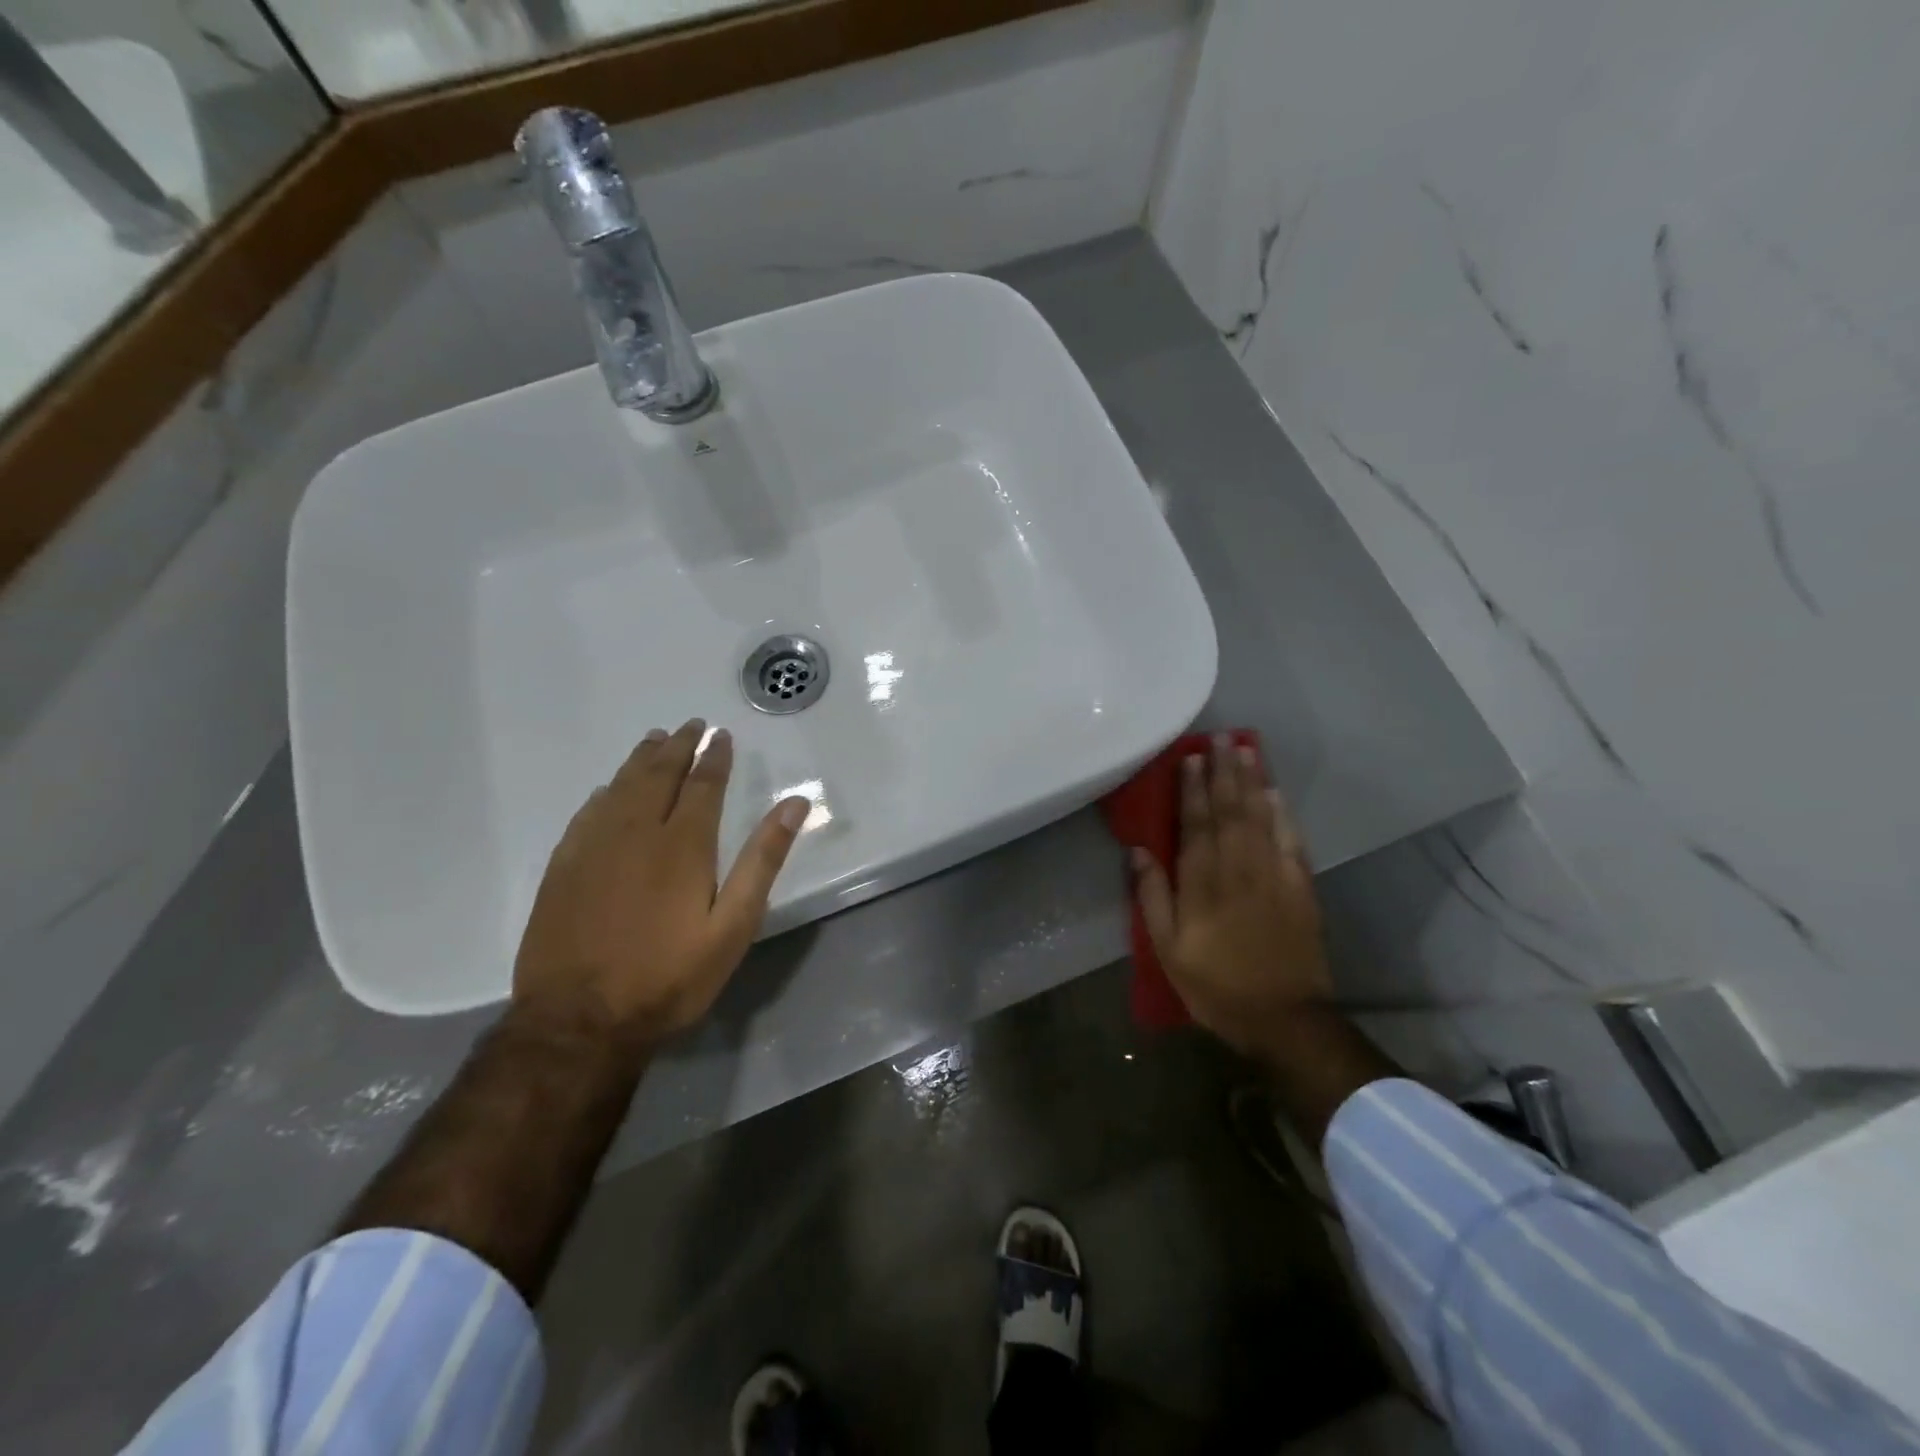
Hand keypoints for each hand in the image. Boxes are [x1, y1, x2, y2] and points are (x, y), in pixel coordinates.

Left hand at [512, 719, 809, 1050]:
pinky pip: (587, 814)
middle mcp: (637, 832)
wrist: (579, 1021)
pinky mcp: (563, 868)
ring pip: (620, 787)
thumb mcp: (733, 926)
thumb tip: (794, 805)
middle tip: (690, 725)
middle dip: (678, 746)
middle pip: (659, 775)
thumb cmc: (669, 976)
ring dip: (640, 760)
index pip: (702, 784)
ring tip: (654, 739)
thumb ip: (763, 861)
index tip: (720, 735)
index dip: (714, 757)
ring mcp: (594, 847)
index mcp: (683, 844)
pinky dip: (604, 793)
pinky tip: (607, 789)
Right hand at [1132, 736, 1334, 1058]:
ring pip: (1261, 817)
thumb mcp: (1168, 949)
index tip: (1189, 758)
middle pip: (1230, 810)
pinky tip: (1275, 793)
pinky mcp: (1300, 888)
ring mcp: (1274, 875)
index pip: (1196, 824)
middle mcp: (1239, 869)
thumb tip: (1138, 850)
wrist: (1284, 1018)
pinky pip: (1291, 840)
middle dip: (1223, 772)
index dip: (1192, 789)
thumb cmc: (1216, 985)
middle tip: (1220, 737)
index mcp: (1202, 883)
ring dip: (1252, 781)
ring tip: (1246, 749)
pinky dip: (1283, 814)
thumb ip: (1152, 896)